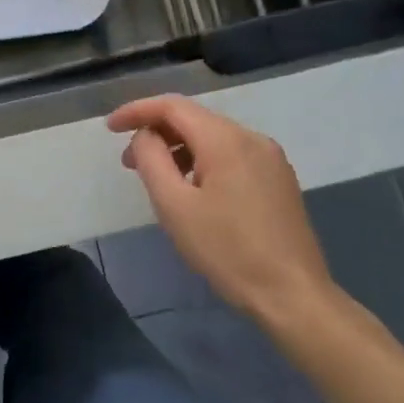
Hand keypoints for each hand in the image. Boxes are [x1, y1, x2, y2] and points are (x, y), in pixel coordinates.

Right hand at [107, 96, 339, 329]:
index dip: (137, 111)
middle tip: (128, 163)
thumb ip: (152, 160)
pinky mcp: (278, 179)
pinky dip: (202, 160)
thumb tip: (145, 136)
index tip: (110, 128)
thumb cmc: (227, 251)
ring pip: (213, 137)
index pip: (172, 107)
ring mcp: (270, 158)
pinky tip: (192, 189)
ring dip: (179, 148)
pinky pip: (231, 154)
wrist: (293, 295)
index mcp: (226, 140)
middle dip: (156, 133)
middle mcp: (252, 138)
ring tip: (158, 179)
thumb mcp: (175, 206)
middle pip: (194, 119)